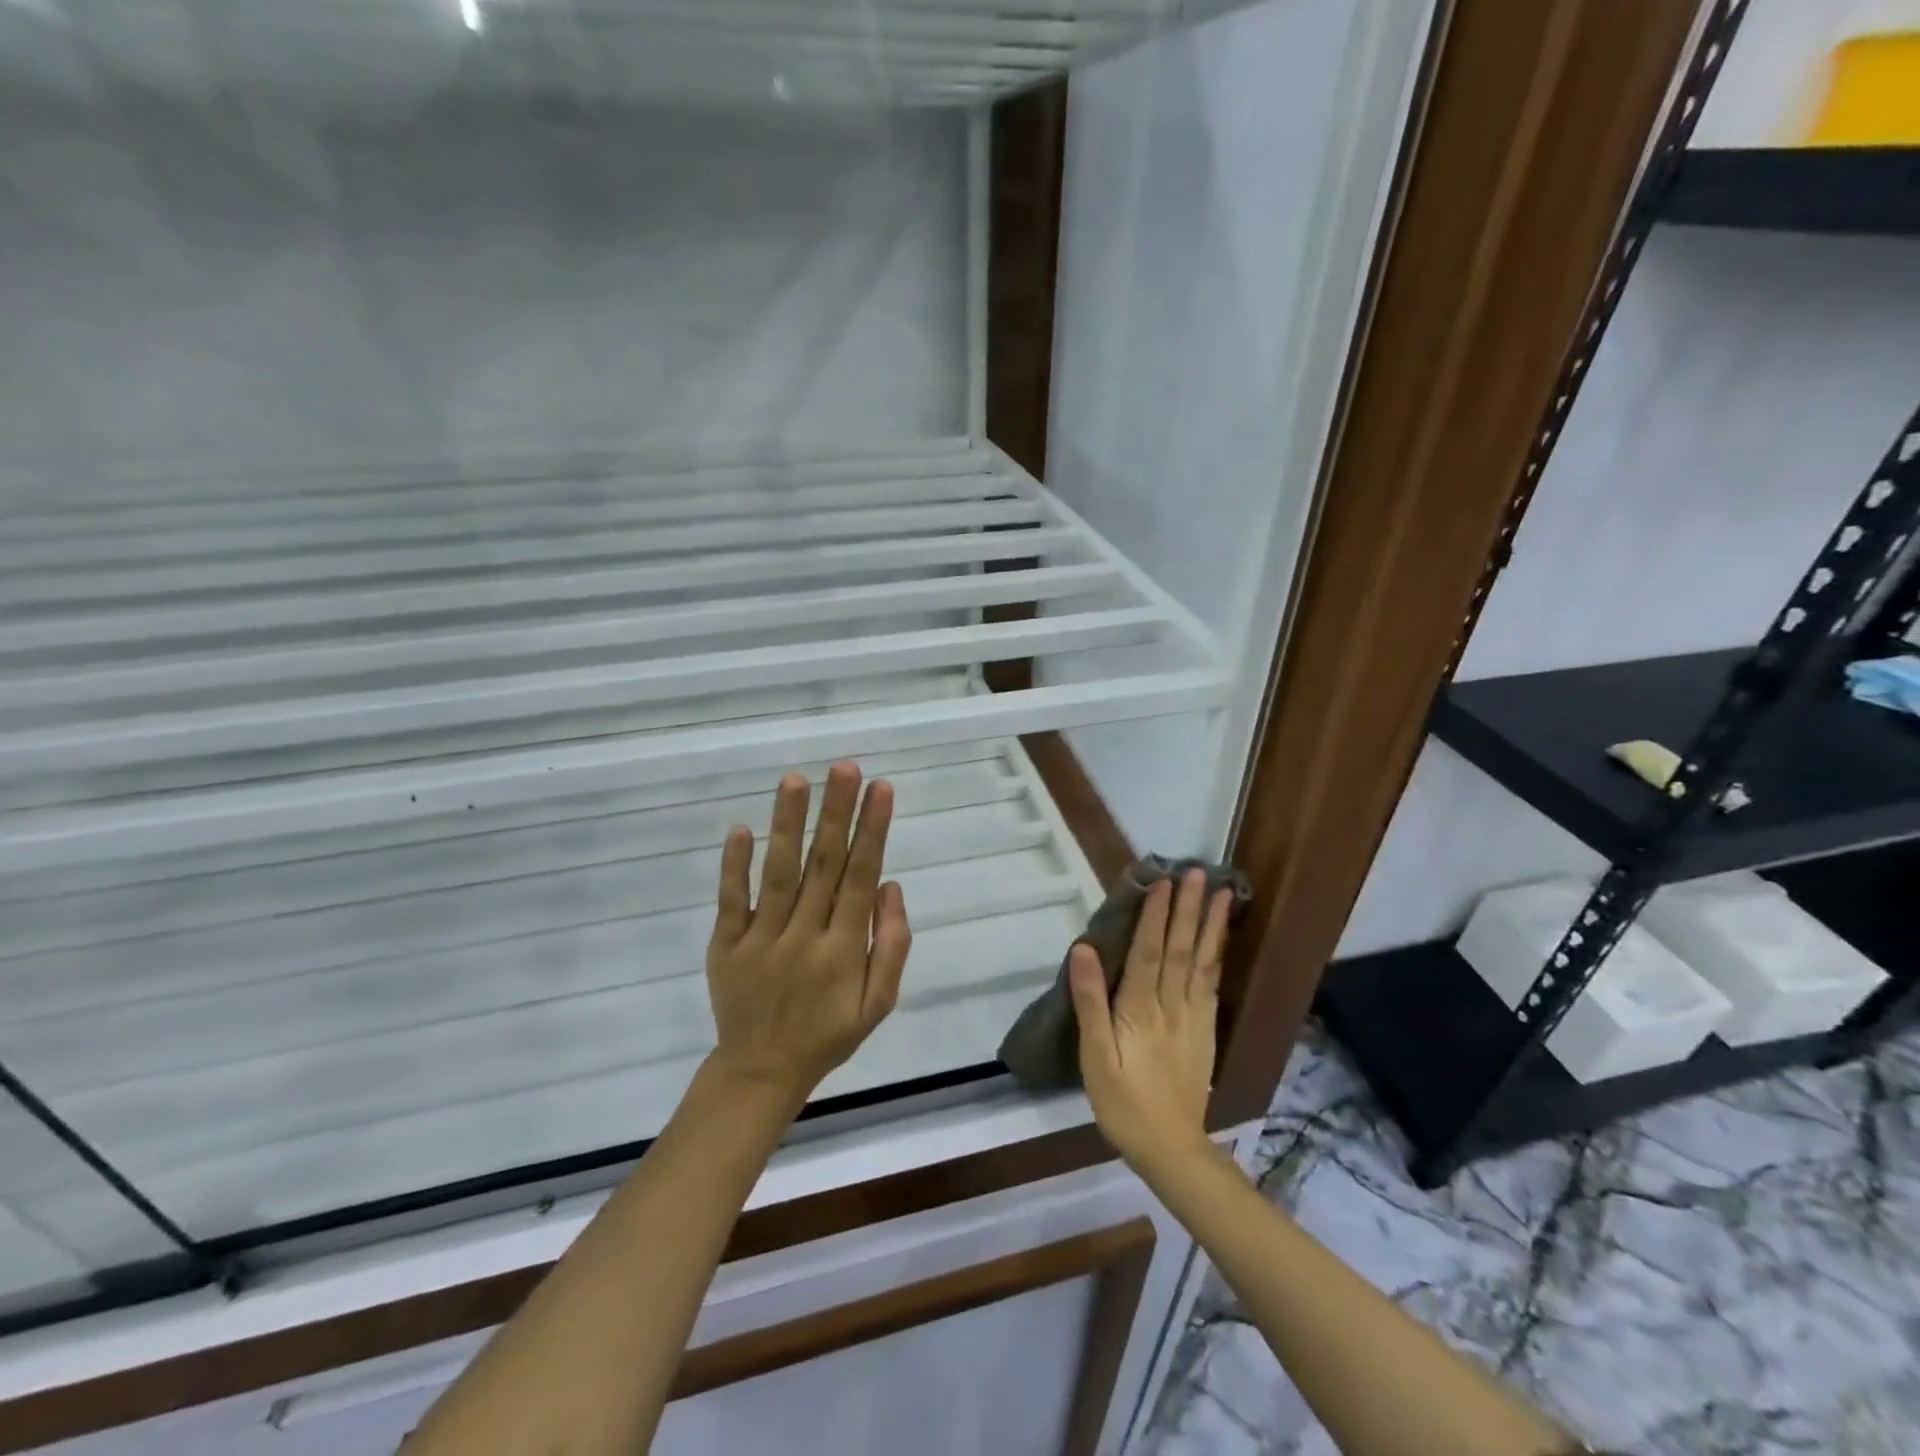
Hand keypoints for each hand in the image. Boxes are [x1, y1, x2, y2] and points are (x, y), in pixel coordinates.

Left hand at [704, 763, 911, 1110]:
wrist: (760, 1073)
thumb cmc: (827, 1034)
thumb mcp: (878, 1005)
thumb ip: (891, 946)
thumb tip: (890, 886)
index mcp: (844, 951)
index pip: (861, 877)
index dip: (872, 831)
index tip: (881, 788)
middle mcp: (803, 937)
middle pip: (823, 865)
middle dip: (836, 812)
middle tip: (845, 767)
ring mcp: (760, 940)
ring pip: (778, 874)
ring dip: (787, 825)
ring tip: (795, 780)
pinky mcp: (725, 945)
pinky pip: (730, 900)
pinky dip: (734, 865)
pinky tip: (742, 828)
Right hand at [1070, 869, 1233, 1173]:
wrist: (1171, 1148)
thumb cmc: (1123, 1103)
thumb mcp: (1094, 1057)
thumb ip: (1090, 1002)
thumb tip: (1084, 950)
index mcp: (1139, 1009)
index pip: (1148, 951)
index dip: (1155, 915)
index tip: (1161, 882)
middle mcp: (1171, 1004)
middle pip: (1181, 948)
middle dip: (1188, 908)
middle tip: (1195, 872)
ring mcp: (1193, 1016)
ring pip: (1202, 961)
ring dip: (1210, 924)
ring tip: (1219, 893)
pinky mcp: (1205, 1030)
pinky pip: (1212, 983)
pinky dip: (1217, 955)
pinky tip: (1220, 938)